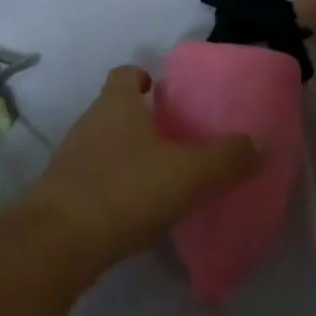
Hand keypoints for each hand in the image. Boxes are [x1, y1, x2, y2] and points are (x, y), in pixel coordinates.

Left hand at [24, 66, 254, 274]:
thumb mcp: (189, 173)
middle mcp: (89, 123)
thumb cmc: (126, 189)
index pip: (125, 73)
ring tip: (161, 177)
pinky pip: (94, 180)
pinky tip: (136, 211)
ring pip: (104, 145)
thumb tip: (257, 144)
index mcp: (116, 104)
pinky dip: (115, 187)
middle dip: (141, 120)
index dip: (142, 77)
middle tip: (176, 139)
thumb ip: (227, 158)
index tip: (162, 91)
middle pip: (115, 110)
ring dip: (128, 155)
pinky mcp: (61, 195)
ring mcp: (70, 159)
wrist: (58, 242)